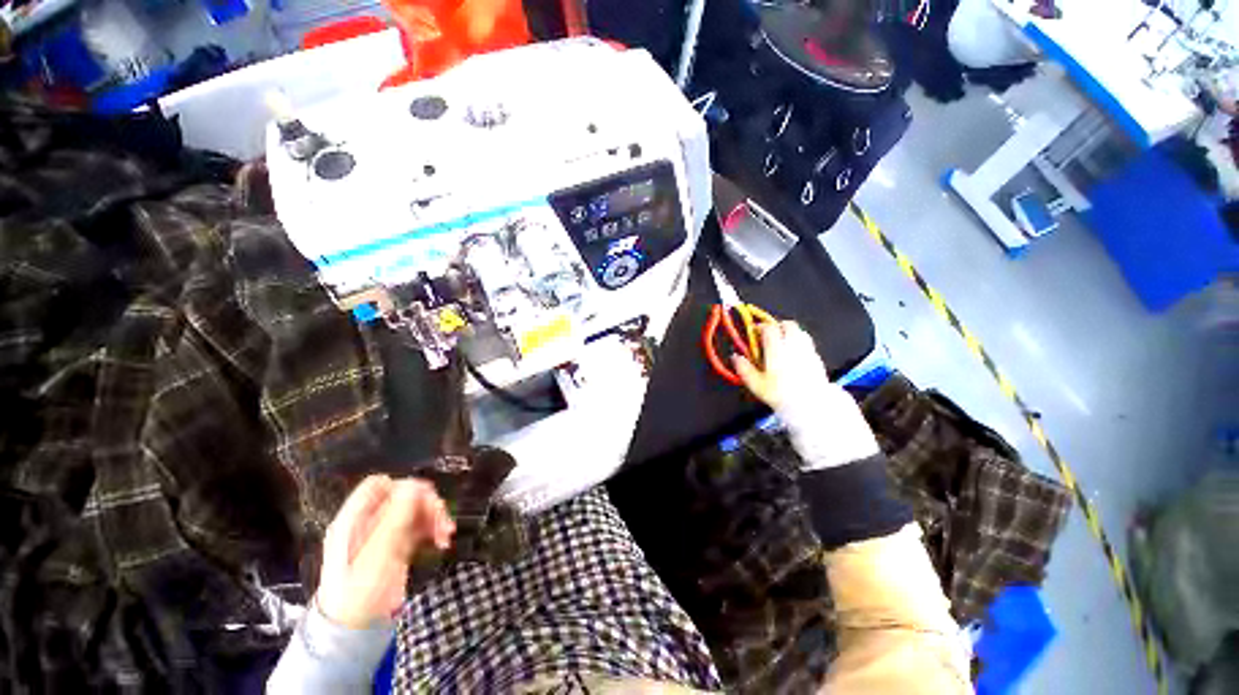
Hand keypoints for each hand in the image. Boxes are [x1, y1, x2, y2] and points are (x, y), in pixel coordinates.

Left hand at [316, 476, 454, 628]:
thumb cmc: (358, 594)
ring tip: (447, 533)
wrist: (355, 632)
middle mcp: (369, 522)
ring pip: (415, 510)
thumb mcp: (377, 555)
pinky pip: (419, 526)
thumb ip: (395, 519)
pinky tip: (443, 540)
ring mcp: (384, 534)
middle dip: (426, 504)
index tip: (424, 499)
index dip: (403, 486)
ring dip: (434, 517)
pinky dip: (433, 529)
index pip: (379, 485)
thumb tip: (415, 485)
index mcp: (354, 520)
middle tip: (443, 519)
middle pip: (403, 496)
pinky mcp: (397, 546)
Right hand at [733, 321, 878, 469]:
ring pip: (800, 331)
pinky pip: (807, 342)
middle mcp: (793, 345)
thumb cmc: (780, 394)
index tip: (754, 331)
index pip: (769, 328)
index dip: (760, 327)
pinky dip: (799, 342)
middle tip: (768, 334)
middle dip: (777, 325)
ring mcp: (807, 350)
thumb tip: (735, 357)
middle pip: (788, 325)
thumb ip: (744, 369)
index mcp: (777, 349)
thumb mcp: (756, 385)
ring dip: (790, 332)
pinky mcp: (817, 358)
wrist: (811, 406)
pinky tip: (794, 354)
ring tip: (782, 342)